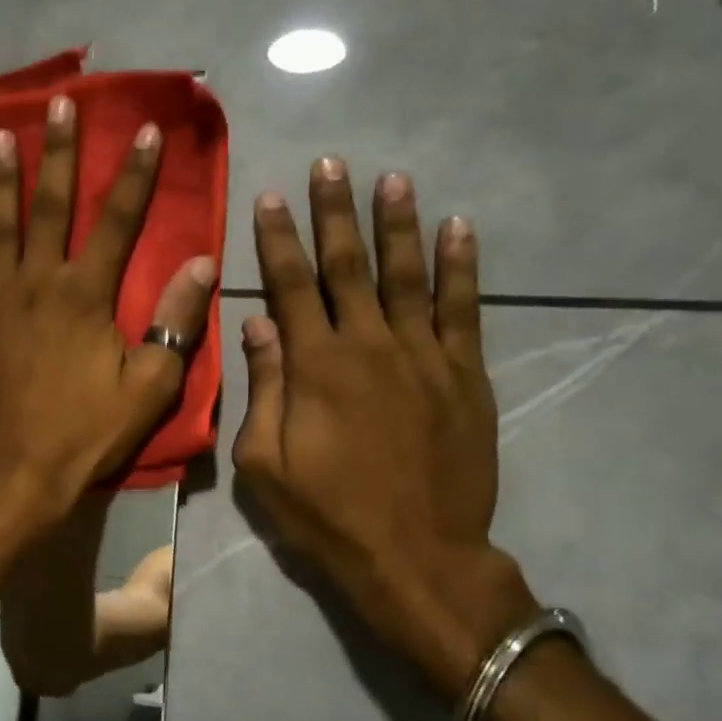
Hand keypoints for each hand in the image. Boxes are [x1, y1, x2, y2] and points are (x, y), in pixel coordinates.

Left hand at [0, 95, 216, 532]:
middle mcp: (38, 282)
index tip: (145, 131)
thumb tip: (202, 263)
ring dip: (2, 176)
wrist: (12, 471)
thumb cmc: (84, 432)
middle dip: (60, 152)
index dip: (135, 175)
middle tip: (61, 104)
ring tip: (1, 134)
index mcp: (86, 295)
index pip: (118, 221)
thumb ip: (174, 323)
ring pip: (0, 224)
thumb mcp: (147, 387)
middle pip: (51, 205)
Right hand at [232, 159, 534, 696]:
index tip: (270, 197)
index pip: (290, 286)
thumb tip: (257, 326)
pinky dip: (462, 266)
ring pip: (408, 274)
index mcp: (315, 366)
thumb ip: (263, 389)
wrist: (417, 557)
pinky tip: (459, 228)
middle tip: (329, 163)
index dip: (278, 239)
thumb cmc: (327, 515)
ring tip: (391, 178)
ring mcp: (423, 357)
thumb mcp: (265, 464)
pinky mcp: (465, 376)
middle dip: (334, 212)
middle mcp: (368, 346)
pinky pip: (463, 310)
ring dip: (396, 224)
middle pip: (347, 266)